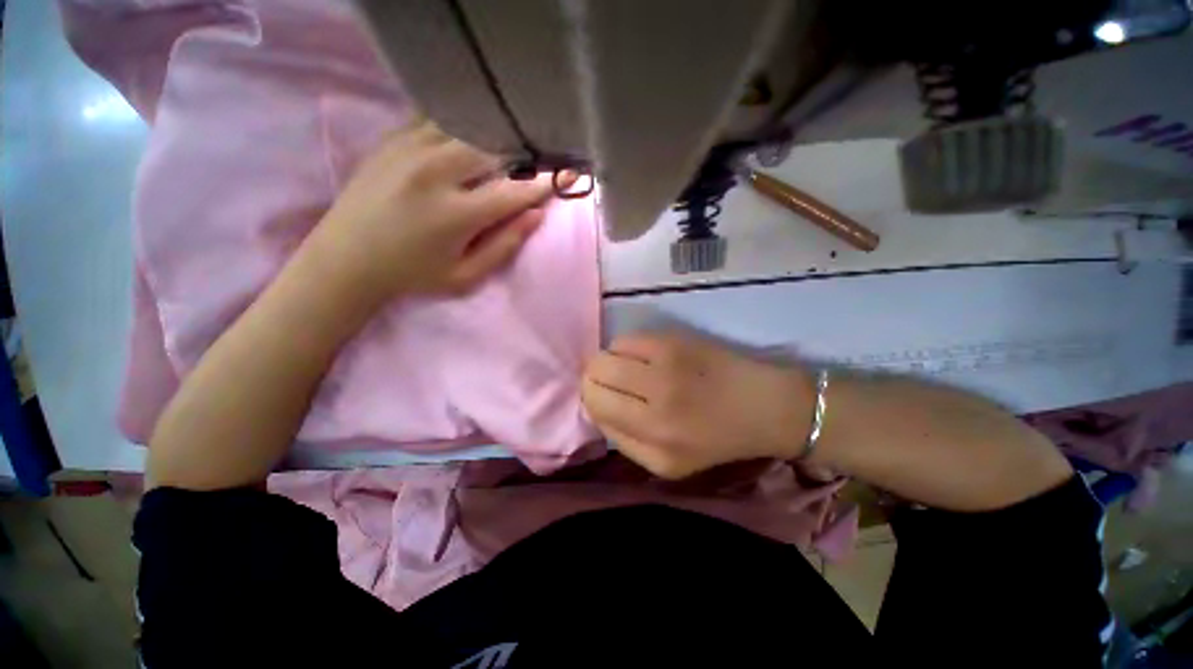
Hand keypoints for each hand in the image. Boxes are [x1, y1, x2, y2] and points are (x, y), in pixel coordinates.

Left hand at [304, 119, 563, 303]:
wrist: (345, 259)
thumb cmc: (413, 275)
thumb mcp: (465, 277)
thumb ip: (504, 246)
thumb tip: (536, 215)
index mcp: (455, 214)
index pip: (512, 191)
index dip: (542, 185)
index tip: (562, 177)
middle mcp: (434, 173)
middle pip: (492, 148)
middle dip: (518, 153)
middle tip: (531, 161)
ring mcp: (409, 150)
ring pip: (465, 126)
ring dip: (490, 136)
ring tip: (503, 146)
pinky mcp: (392, 139)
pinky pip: (435, 118)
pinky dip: (459, 124)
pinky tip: (467, 136)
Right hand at [582, 332, 813, 478]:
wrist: (764, 406)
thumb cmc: (715, 438)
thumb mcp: (667, 463)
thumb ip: (624, 439)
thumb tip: (596, 405)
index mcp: (655, 442)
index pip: (594, 405)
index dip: (592, 399)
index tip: (605, 398)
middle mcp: (657, 404)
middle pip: (593, 375)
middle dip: (595, 378)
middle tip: (614, 382)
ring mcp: (666, 366)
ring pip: (606, 354)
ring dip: (611, 362)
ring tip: (632, 370)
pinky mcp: (675, 341)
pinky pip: (626, 338)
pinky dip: (626, 347)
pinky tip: (645, 356)